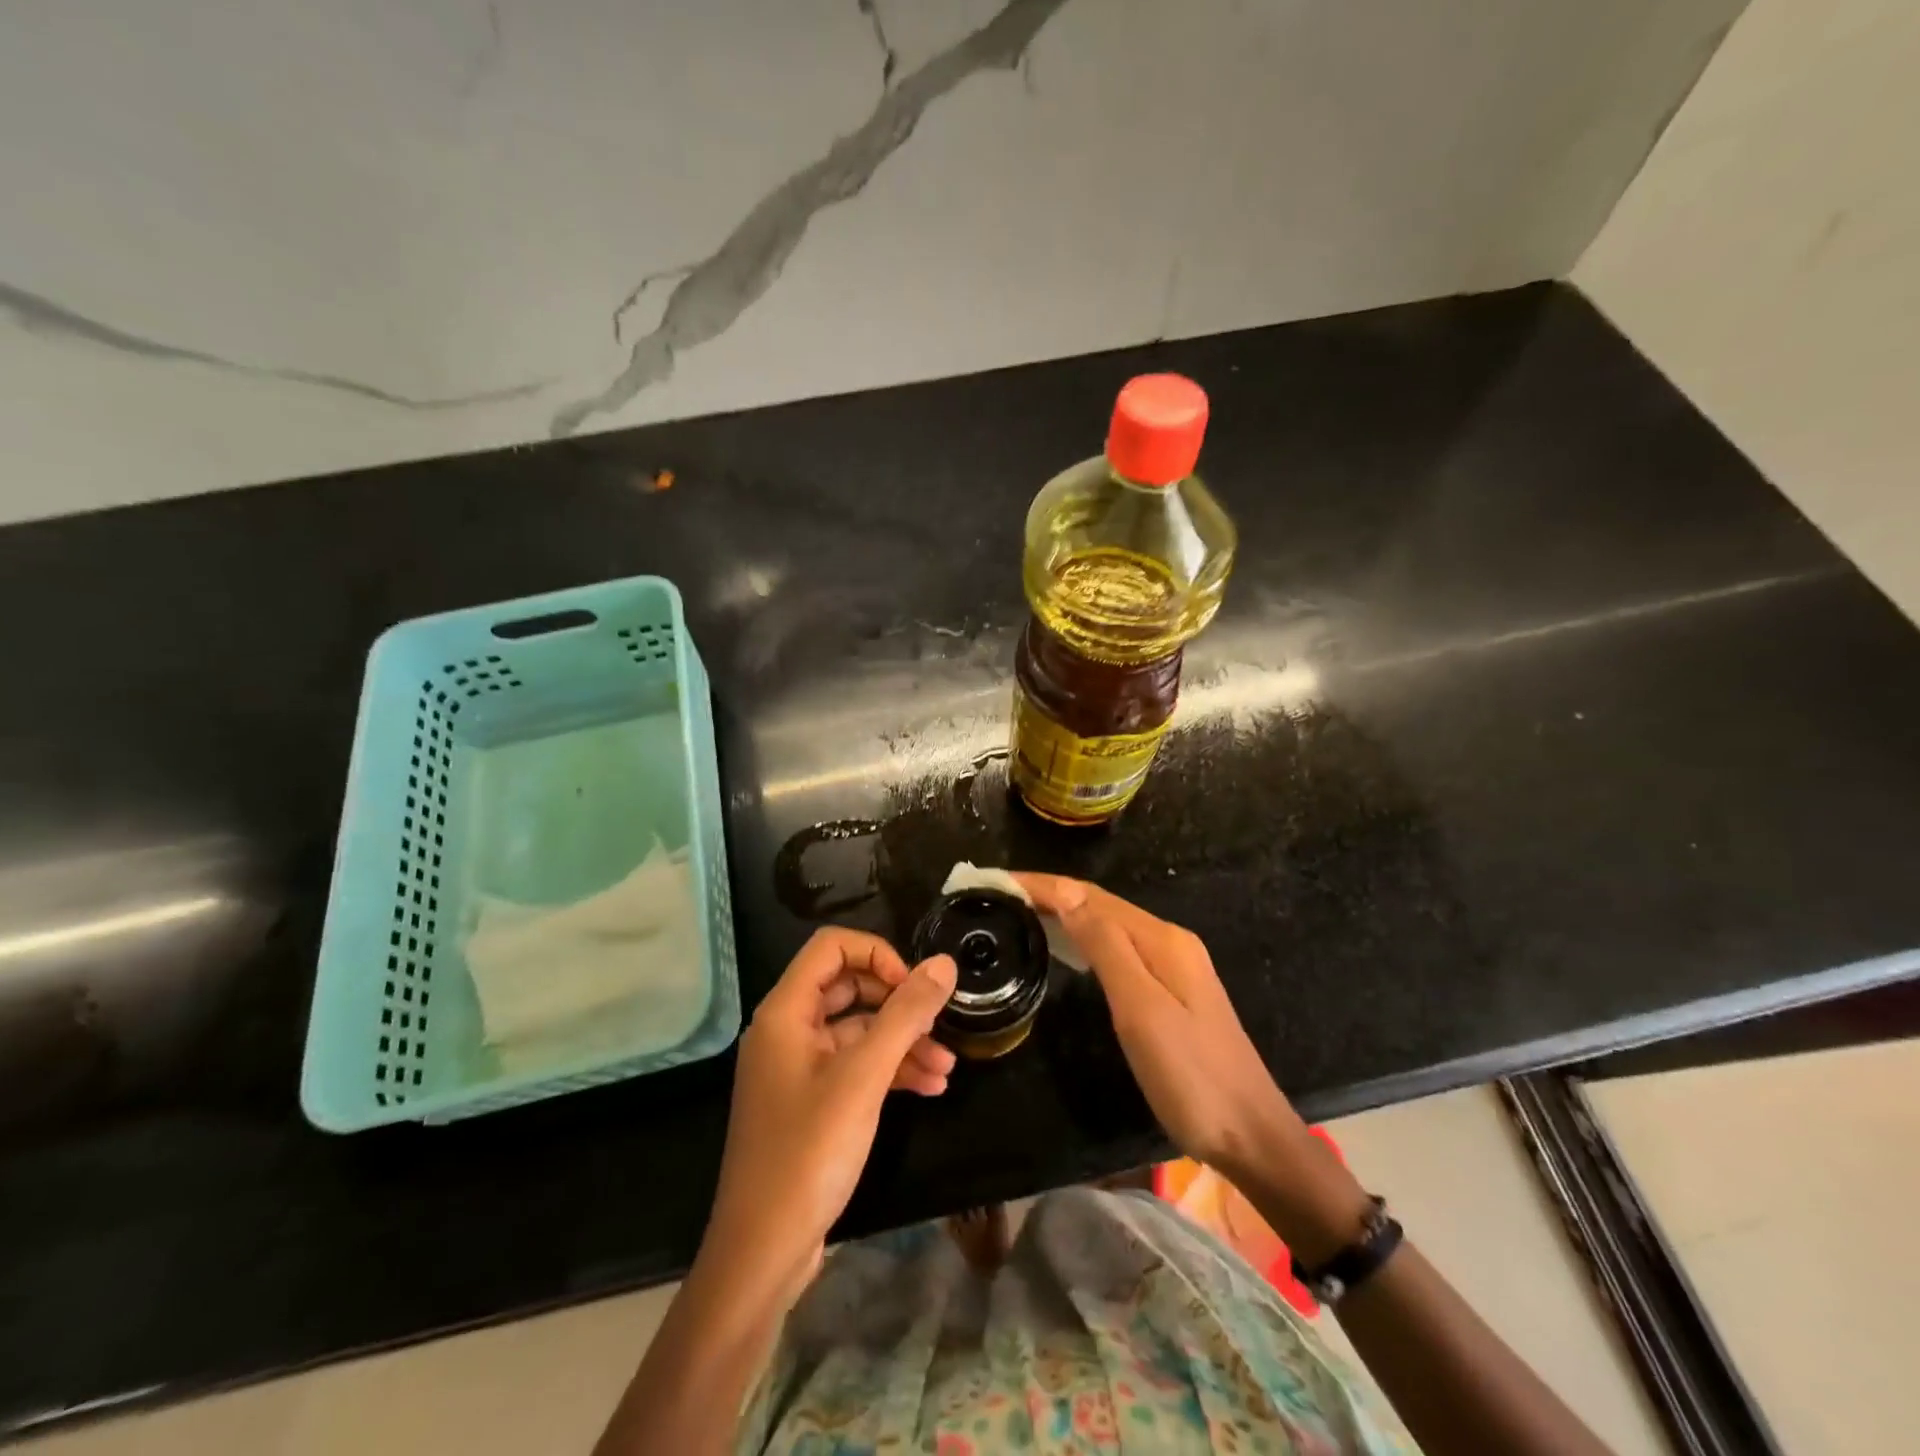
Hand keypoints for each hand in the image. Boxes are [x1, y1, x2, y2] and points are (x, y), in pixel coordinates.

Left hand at [702, 928, 957, 1303]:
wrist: (762, 1253)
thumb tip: (944, 963)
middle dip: (898, 1002)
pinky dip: (890, 1071)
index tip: (915, 987)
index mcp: (786, 1012)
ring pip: (857, 1031)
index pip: (832, 947)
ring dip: (902, 1042)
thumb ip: (905, 1015)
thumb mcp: (864, 1077)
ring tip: (948, 1066)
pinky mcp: (811, 1103)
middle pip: (848, 988)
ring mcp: (798, 1069)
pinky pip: (854, 1067)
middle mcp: (787, 1031)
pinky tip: (930, 1088)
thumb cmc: (808, 1152)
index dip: (878, 955)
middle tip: (939, 1022)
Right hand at [1015, 874, 1310, 1187]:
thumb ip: (1105, 946)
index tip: (998, 880)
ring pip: (1110, 925)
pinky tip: (1068, 947)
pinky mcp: (1173, 990)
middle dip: (1051, 893)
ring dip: (1066, 913)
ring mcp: (1174, 966)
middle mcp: (1168, 942)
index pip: (1091, 897)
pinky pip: (1119, 948)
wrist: (1252, 1136)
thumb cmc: (1190, 1077)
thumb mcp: (1141, 1009)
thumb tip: (1065, 893)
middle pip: (1101, 905)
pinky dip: (1085, 938)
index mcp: (1161, 940)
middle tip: (1000, 895)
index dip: (1045, 884)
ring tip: (1022, 912)